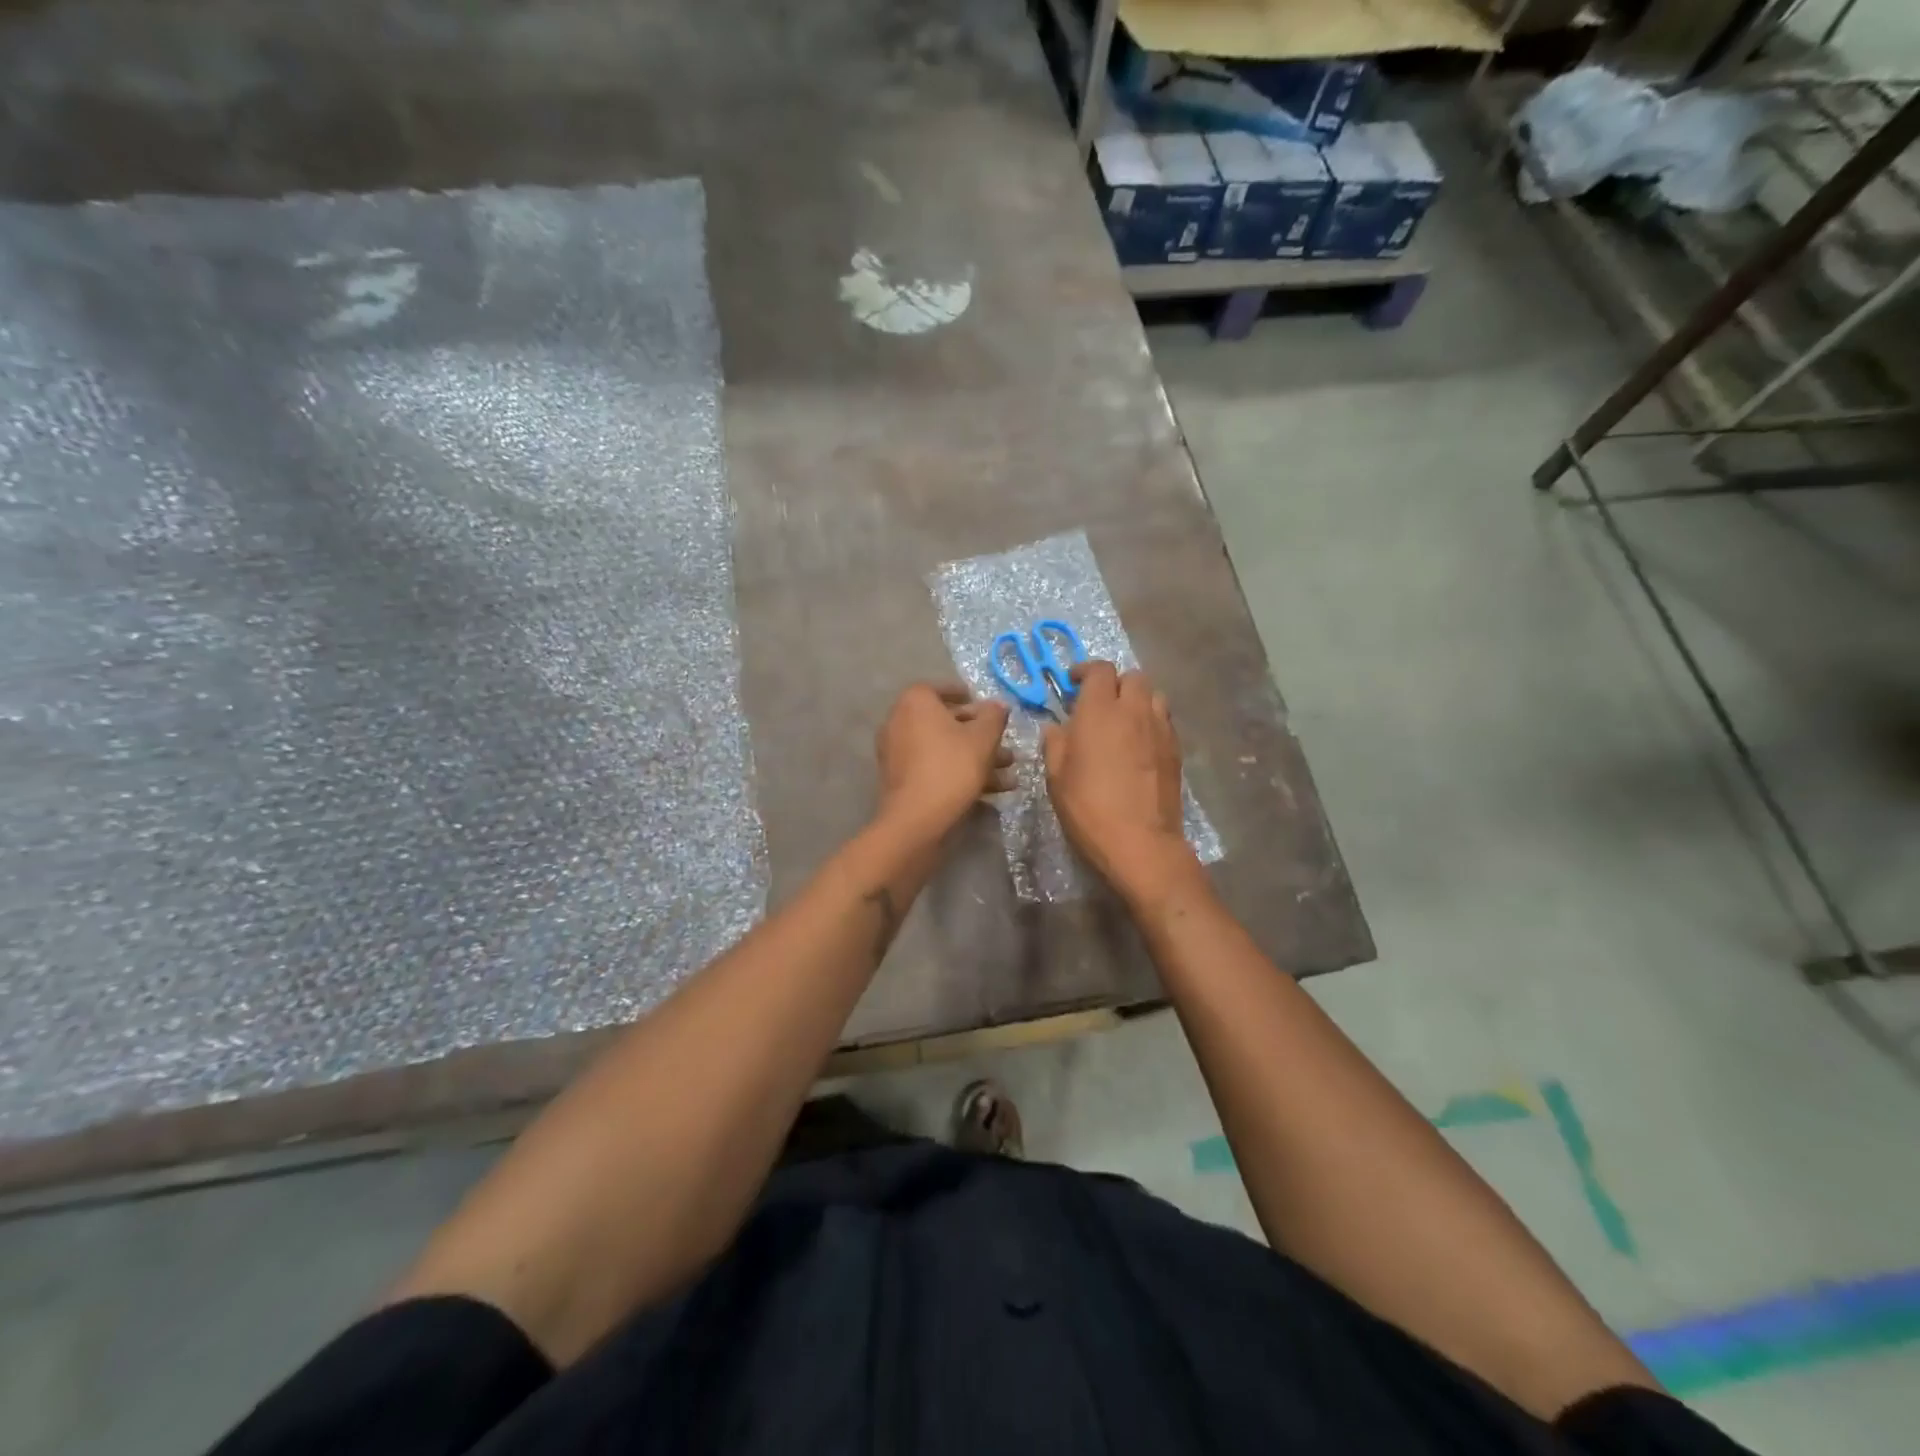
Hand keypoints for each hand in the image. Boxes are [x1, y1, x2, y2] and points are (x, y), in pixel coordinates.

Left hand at [875, 682, 1013, 839]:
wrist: (916, 819)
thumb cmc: (952, 767)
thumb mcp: (983, 738)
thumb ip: (994, 716)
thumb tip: (997, 705)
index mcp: (914, 703)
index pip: (939, 689)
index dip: (963, 695)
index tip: (984, 705)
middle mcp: (899, 722)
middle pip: (944, 722)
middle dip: (979, 734)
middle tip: (1004, 743)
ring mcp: (897, 753)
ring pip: (942, 749)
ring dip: (975, 758)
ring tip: (1008, 773)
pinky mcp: (900, 780)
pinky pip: (933, 768)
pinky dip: (958, 774)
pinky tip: (991, 793)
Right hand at [1042, 661, 1199, 902]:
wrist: (1140, 841)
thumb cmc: (1089, 807)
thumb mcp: (1056, 776)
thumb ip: (1055, 743)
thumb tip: (1057, 727)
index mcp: (1100, 711)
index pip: (1099, 670)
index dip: (1085, 671)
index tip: (1072, 684)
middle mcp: (1134, 710)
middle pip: (1132, 676)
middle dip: (1114, 683)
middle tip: (1098, 704)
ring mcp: (1160, 729)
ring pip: (1153, 695)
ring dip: (1137, 700)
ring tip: (1123, 721)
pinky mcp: (1176, 749)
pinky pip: (1164, 720)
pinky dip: (1151, 721)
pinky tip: (1139, 744)